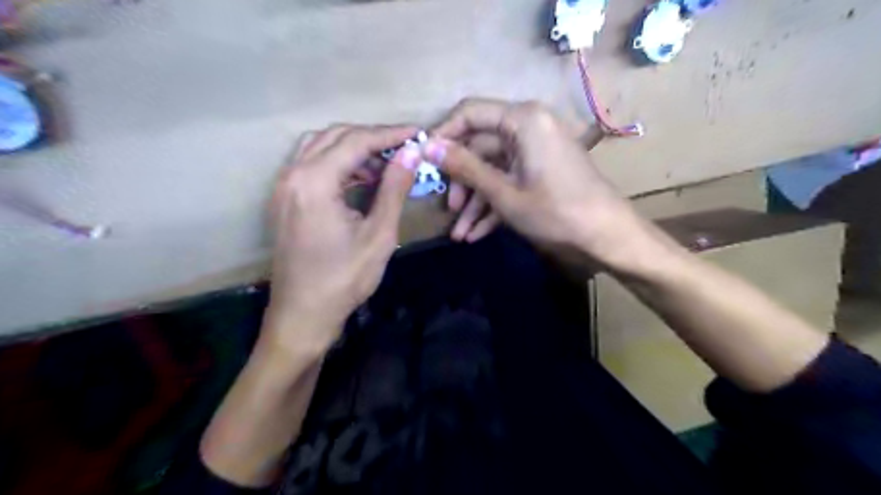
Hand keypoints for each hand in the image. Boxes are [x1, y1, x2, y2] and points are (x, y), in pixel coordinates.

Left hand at [265, 122, 419, 351]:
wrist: (303, 315)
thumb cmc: (344, 280)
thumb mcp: (379, 235)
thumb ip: (394, 188)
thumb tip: (412, 153)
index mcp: (314, 182)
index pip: (356, 141)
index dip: (390, 134)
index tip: (418, 134)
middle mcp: (292, 175)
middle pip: (335, 136)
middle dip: (372, 137)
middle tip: (404, 148)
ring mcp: (283, 187)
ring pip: (321, 147)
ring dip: (354, 149)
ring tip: (386, 164)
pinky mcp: (284, 200)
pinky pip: (312, 166)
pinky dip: (339, 165)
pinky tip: (362, 180)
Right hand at [427, 96, 653, 268]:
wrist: (606, 236)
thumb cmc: (555, 211)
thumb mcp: (504, 192)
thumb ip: (465, 167)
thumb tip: (427, 146)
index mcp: (522, 120)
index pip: (470, 113)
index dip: (444, 135)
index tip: (423, 161)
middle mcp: (528, 127)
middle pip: (480, 147)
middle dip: (462, 182)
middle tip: (448, 210)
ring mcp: (535, 151)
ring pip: (493, 170)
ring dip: (475, 202)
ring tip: (459, 234)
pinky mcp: (540, 171)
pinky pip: (509, 181)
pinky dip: (493, 205)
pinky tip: (475, 234)